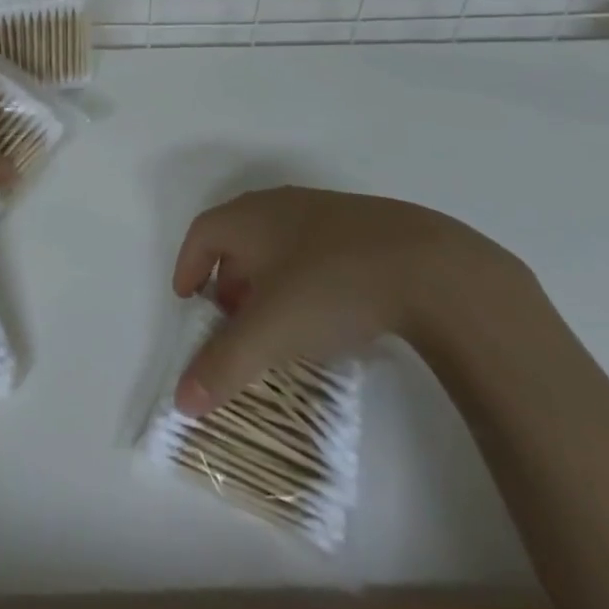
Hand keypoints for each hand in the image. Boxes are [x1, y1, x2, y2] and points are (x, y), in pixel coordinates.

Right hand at [169, 187, 528, 415]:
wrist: (427, 264)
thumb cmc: (328, 285)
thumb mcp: (269, 332)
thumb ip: (223, 365)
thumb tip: (181, 402)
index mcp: (249, 217)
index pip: (202, 233)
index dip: (188, 265)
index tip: (186, 300)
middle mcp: (280, 206)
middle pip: (239, 238)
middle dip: (227, 279)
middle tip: (229, 320)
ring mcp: (324, 213)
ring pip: (278, 244)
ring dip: (266, 280)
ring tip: (276, 323)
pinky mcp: (363, 229)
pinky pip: (314, 250)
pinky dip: (303, 279)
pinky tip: (325, 314)